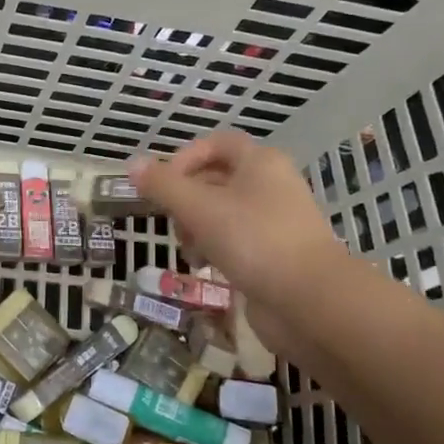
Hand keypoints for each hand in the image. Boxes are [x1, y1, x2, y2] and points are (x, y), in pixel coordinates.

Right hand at [130, 130, 345, 350]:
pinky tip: (206, 267)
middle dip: (186, 200)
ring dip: (196, 228)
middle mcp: (270, 185)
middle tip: (172, 222)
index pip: (216, 144)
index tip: (162, 185)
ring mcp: (274, 221)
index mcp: (260, 162)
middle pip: (215, 179)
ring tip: (189, 251)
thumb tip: (132, 164)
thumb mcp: (200, 208)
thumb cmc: (253, 241)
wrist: (310, 300)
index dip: (185, 158)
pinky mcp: (274, 253)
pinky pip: (235, 240)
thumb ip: (164, 186)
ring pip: (222, 213)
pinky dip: (215, 249)